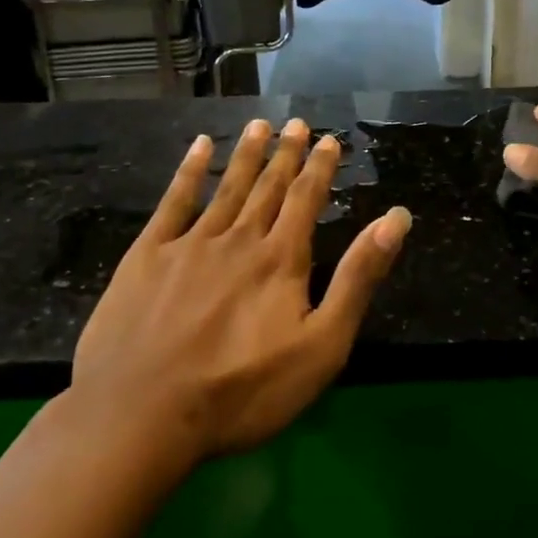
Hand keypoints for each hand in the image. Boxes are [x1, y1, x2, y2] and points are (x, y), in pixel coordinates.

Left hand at [69, 118, 410, 467]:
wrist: (142, 414)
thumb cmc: (243, 391)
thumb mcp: (322, 345)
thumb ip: (359, 278)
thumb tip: (395, 219)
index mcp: (281, 259)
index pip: (307, 200)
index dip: (320, 169)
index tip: (328, 140)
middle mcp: (239, 238)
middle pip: (268, 187)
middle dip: (286, 155)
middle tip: (297, 123)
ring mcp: (189, 243)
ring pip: (226, 187)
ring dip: (246, 155)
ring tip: (260, 125)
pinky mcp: (147, 255)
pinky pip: (173, 202)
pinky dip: (188, 171)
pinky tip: (198, 148)